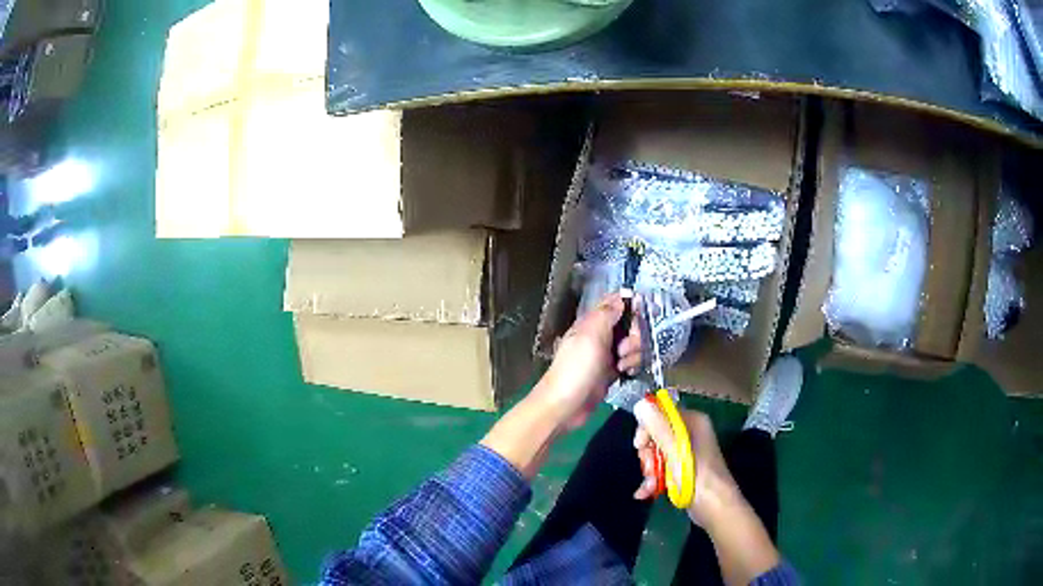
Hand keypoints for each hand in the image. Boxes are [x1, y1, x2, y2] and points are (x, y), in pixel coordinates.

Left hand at [535, 293, 642, 430]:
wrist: (565, 407)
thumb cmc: (576, 369)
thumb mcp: (590, 336)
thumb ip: (607, 314)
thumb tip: (622, 296)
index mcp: (592, 322)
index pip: (616, 304)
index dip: (632, 306)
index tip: (642, 316)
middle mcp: (600, 336)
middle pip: (629, 325)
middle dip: (635, 335)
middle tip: (624, 350)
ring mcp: (606, 355)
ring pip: (632, 345)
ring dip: (634, 354)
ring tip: (622, 366)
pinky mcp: (611, 373)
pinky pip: (629, 363)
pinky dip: (632, 366)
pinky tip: (627, 373)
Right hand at [632, 409, 741, 527]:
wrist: (714, 508)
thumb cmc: (697, 477)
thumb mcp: (675, 451)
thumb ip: (658, 428)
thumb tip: (640, 403)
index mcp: (693, 422)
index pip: (662, 413)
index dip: (647, 429)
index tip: (640, 446)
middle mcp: (690, 434)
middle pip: (657, 436)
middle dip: (648, 455)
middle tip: (650, 469)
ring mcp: (686, 453)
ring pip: (657, 455)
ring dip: (650, 471)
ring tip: (652, 486)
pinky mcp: (683, 470)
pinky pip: (662, 468)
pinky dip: (653, 480)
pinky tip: (646, 493)